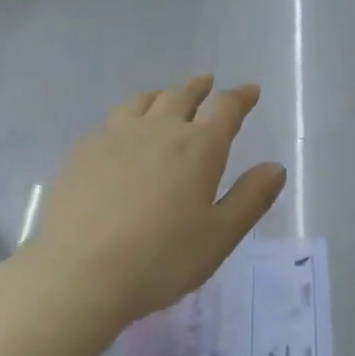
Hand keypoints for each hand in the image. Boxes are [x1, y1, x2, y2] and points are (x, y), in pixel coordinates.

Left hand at [32, 76, 285, 329]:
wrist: (79, 272)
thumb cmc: (162, 259)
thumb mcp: (220, 236)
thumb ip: (251, 198)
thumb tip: (275, 167)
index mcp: (198, 147)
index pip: (225, 108)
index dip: (240, 97)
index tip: (250, 91)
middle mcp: (158, 130)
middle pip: (181, 96)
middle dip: (200, 88)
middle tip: (208, 83)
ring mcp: (114, 137)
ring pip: (142, 102)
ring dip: (162, 95)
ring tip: (166, 97)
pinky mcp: (82, 152)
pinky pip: (111, 120)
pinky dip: (128, 116)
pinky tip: (122, 132)